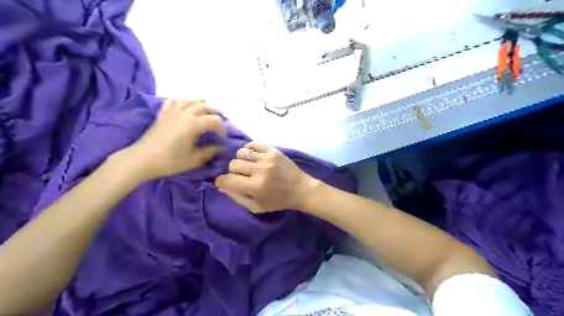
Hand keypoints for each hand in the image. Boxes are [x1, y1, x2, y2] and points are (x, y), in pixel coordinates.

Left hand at [119, 99, 224, 181]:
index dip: (222, 128)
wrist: (142, 160)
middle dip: (215, 112)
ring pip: (189, 101)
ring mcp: (172, 112)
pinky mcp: (162, 114)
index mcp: (194, 124)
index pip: (214, 120)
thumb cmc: (170, 161)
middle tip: (220, 121)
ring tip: (206, 105)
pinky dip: (181, 100)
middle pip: (204, 107)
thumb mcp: (194, 159)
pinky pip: (173, 101)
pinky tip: (184, 103)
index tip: (222, 138)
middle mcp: (184, 114)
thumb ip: (209, 151)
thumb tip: (220, 148)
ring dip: (200, 102)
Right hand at [214, 140, 316, 212]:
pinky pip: (253, 143)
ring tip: (247, 165)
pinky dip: (249, 149)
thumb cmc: (278, 201)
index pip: (228, 179)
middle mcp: (260, 170)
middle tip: (240, 176)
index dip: (222, 181)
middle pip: (233, 164)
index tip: (223, 182)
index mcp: (255, 187)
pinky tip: (252, 156)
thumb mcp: (257, 207)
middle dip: (232, 171)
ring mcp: (267, 158)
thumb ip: (237, 197)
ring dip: (241, 160)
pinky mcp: (273, 150)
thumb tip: (221, 186)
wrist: (301, 189)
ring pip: (241, 153)